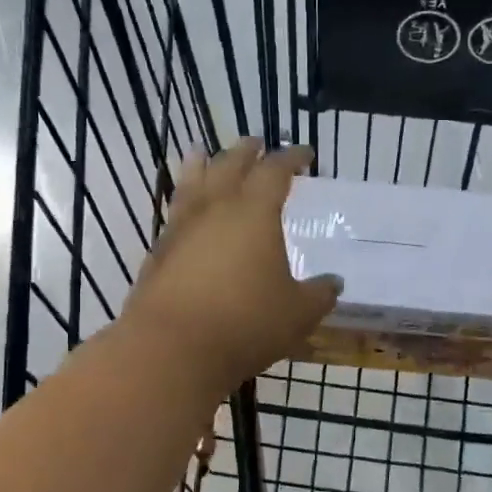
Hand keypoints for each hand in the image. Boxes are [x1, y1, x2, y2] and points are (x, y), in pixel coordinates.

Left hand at [121, 139, 340, 394]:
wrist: (172, 348)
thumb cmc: (246, 323)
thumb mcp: (298, 313)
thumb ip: (319, 294)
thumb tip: (333, 283)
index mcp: (255, 211)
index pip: (275, 171)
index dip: (292, 158)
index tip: (305, 153)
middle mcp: (215, 208)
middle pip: (229, 164)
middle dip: (246, 151)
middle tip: (256, 144)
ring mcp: (181, 227)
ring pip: (191, 181)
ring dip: (202, 163)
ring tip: (202, 153)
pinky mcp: (158, 252)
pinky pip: (174, 211)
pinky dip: (183, 199)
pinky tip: (186, 212)